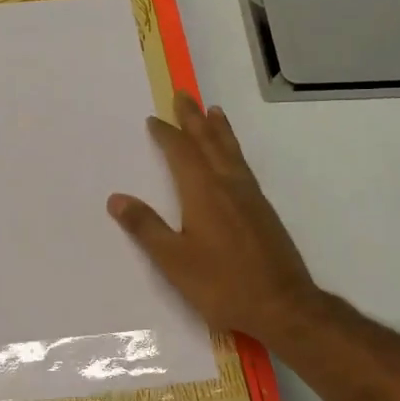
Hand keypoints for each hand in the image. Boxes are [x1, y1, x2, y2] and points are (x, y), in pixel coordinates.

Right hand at [108, 95, 323, 347]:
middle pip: (209, 142)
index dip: (166, 135)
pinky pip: (243, 165)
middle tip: (183, 95)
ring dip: (218, 129)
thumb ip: (146, 227)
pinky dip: (233, 149)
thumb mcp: (174, 260)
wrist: (282, 305)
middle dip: (194, 118)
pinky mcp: (263, 210)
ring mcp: (250, 196)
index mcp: (203, 192)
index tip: (154, 119)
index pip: (181, 153)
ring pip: (230, 151)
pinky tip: (232, 158)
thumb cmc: (222, 284)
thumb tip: (116, 199)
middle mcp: (228, 185)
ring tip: (213, 111)